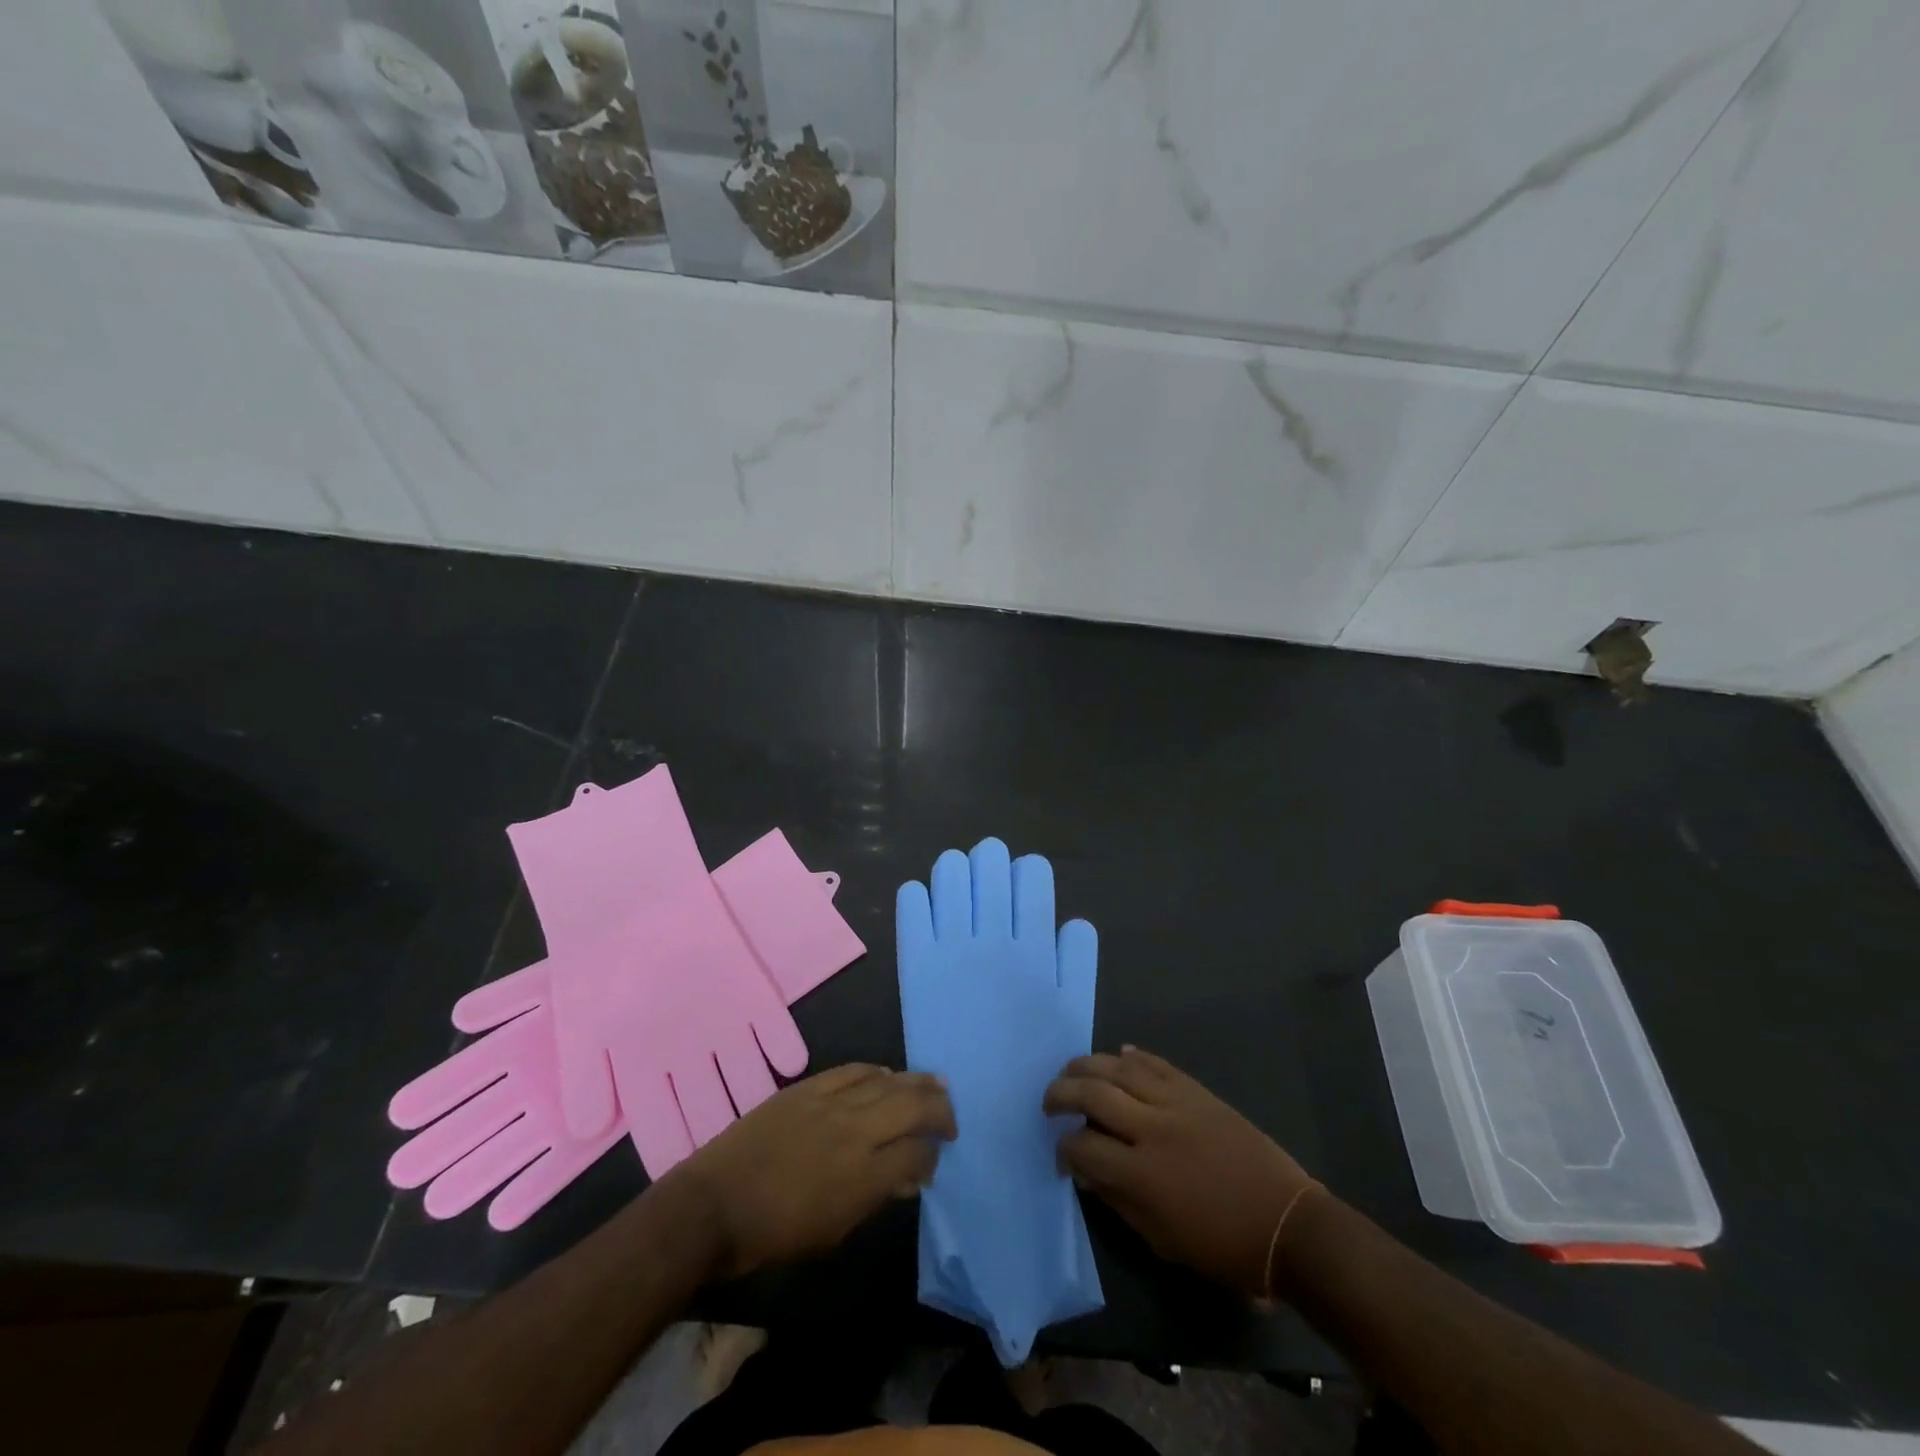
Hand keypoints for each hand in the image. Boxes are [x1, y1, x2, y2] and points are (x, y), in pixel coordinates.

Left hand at [669, 1064, 955, 1278]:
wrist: (714, 1205)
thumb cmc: (774, 1234)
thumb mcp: (833, 1232)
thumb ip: (876, 1199)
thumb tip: (908, 1178)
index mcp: (864, 1175)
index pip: (918, 1152)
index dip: (932, 1157)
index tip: (931, 1165)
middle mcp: (856, 1131)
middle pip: (914, 1105)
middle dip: (940, 1109)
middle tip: (949, 1119)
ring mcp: (831, 1102)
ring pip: (889, 1080)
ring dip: (917, 1082)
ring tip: (936, 1085)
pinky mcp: (809, 1087)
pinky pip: (854, 1069)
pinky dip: (876, 1071)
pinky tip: (886, 1075)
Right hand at [1044, 1048, 1315, 1297]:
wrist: (1286, 1224)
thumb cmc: (1222, 1247)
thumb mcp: (1162, 1241)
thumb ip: (1118, 1201)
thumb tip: (1085, 1172)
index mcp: (1141, 1174)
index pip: (1083, 1145)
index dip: (1063, 1147)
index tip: (1061, 1152)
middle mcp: (1153, 1129)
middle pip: (1094, 1094)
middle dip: (1062, 1092)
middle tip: (1050, 1100)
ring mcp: (1177, 1104)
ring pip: (1121, 1069)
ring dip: (1090, 1065)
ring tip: (1072, 1069)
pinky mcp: (1199, 1092)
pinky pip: (1159, 1064)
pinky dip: (1135, 1057)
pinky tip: (1120, 1054)